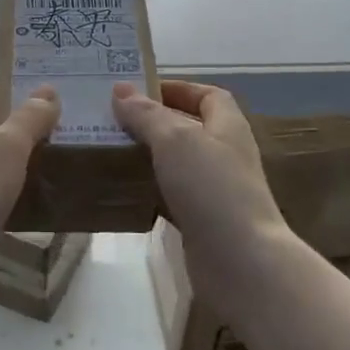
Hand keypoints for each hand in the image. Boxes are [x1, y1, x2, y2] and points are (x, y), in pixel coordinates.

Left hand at [0, 82, 58, 296]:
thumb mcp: (6, 146)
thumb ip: (29, 118)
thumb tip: (47, 92)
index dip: (5, 87)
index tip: (41, 89)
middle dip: (17, 124)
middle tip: (59, 122)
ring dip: (17, 161)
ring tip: (57, 156)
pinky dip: (13, 192)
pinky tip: (41, 196)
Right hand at [113, 80, 288, 282]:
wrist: (240, 261)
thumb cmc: (211, 188)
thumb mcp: (175, 140)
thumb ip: (147, 115)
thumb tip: (121, 89)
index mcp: (227, 127)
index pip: (208, 95)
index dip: (178, 88)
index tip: (140, 90)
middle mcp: (224, 154)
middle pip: (189, 128)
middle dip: (153, 123)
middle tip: (113, 121)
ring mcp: (214, 190)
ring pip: (176, 164)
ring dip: (147, 157)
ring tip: (109, 151)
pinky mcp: (202, 221)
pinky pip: (171, 197)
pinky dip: (149, 192)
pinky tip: (122, 191)